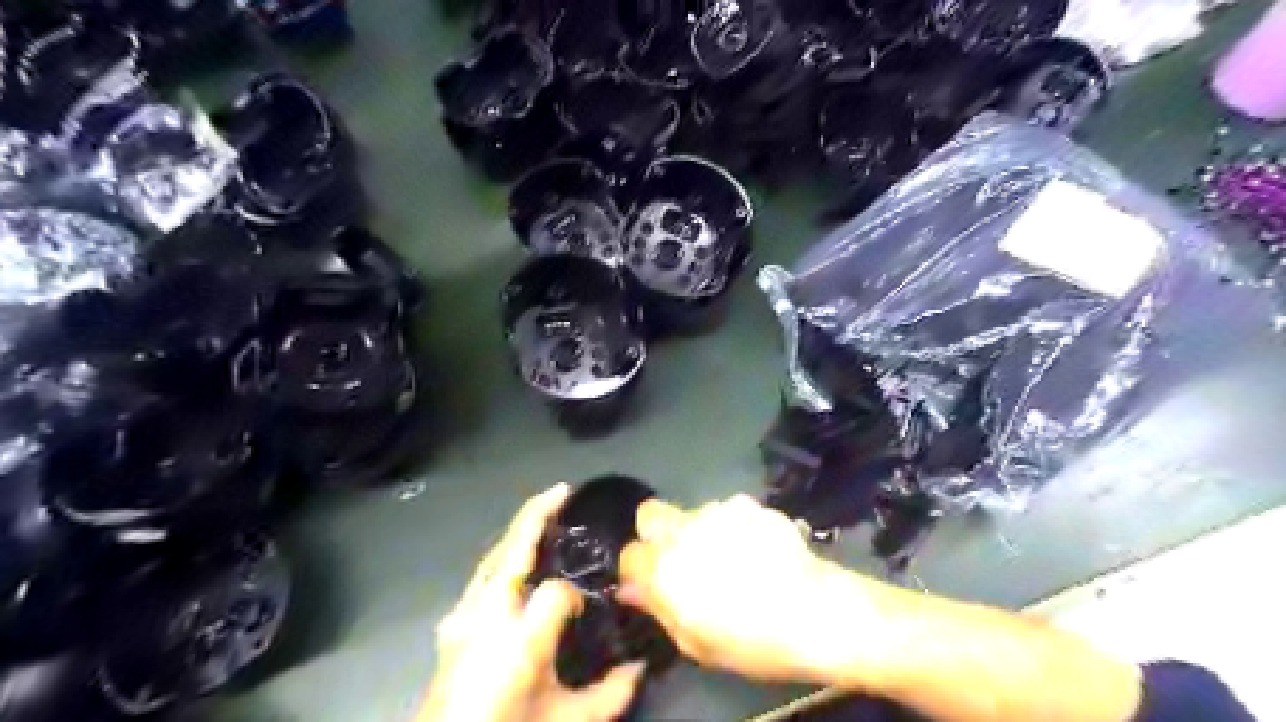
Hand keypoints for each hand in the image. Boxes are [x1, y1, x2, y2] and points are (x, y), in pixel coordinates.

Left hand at [419, 486, 642, 721]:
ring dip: (518, 531)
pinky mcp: (450, 624)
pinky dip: (502, 556)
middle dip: (536, 513)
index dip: (575, 595)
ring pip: (491, 556)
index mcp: (517, 639)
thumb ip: (610, 695)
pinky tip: (515, 559)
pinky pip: (481, 576)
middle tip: (562, 490)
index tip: (585, 611)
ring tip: (543, 513)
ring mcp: (460, 616)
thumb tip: (640, 667)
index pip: (556, 592)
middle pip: (510, 549)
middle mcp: (483, 615)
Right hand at [615, 493, 886, 685]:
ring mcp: (717, 512)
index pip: (629, 554)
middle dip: (655, 531)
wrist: (814, 611)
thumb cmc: (750, 640)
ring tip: (732, 558)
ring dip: (700, 531)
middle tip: (680, 557)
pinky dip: (734, 527)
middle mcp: (684, 531)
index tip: (651, 583)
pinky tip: (757, 550)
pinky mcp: (748, 504)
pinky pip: (729, 512)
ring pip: (693, 513)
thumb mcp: (695, 641)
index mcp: (664, 568)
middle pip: (649, 513)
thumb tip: (631, 590)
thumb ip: (658, 608)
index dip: (638, 569)